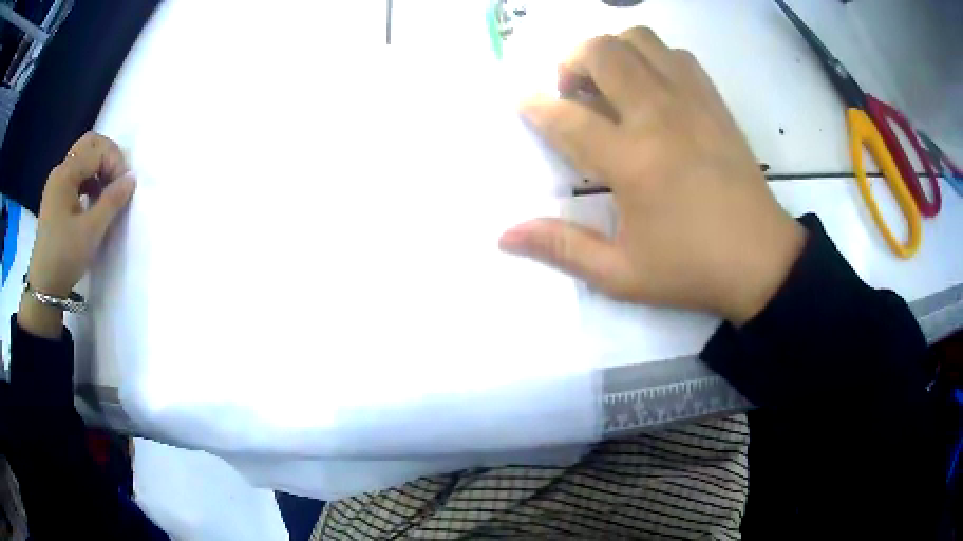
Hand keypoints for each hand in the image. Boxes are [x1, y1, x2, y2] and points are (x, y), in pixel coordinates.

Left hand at [19, 132, 134, 337]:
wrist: (44, 287)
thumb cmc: (65, 257)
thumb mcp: (91, 231)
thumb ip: (112, 201)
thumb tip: (131, 178)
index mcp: (66, 174)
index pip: (97, 150)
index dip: (115, 163)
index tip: (124, 189)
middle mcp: (60, 171)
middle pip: (89, 144)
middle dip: (108, 156)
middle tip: (118, 180)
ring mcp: (57, 184)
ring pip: (83, 158)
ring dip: (99, 168)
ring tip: (107, 193)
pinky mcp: (56, 197)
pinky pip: (77, 175)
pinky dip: (90, 180)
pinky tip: (94, 200)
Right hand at [499, 28, 805, 324]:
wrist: (762, 260)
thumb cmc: (691, 268)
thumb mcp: (621, 274)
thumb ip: (561, 248)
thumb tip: (505, 237)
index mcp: (632, 161)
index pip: (566, 117)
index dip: (534, 106)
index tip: (522, 102)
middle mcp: (659, 116)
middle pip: (601, 52)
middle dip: (571, 62)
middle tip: (571, 93)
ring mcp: (691, 102)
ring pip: (639, 39)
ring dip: (612, 51)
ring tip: (609, 84)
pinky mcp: (714, 101)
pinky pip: (675, 55)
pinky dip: (652, 58)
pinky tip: (651, 88)